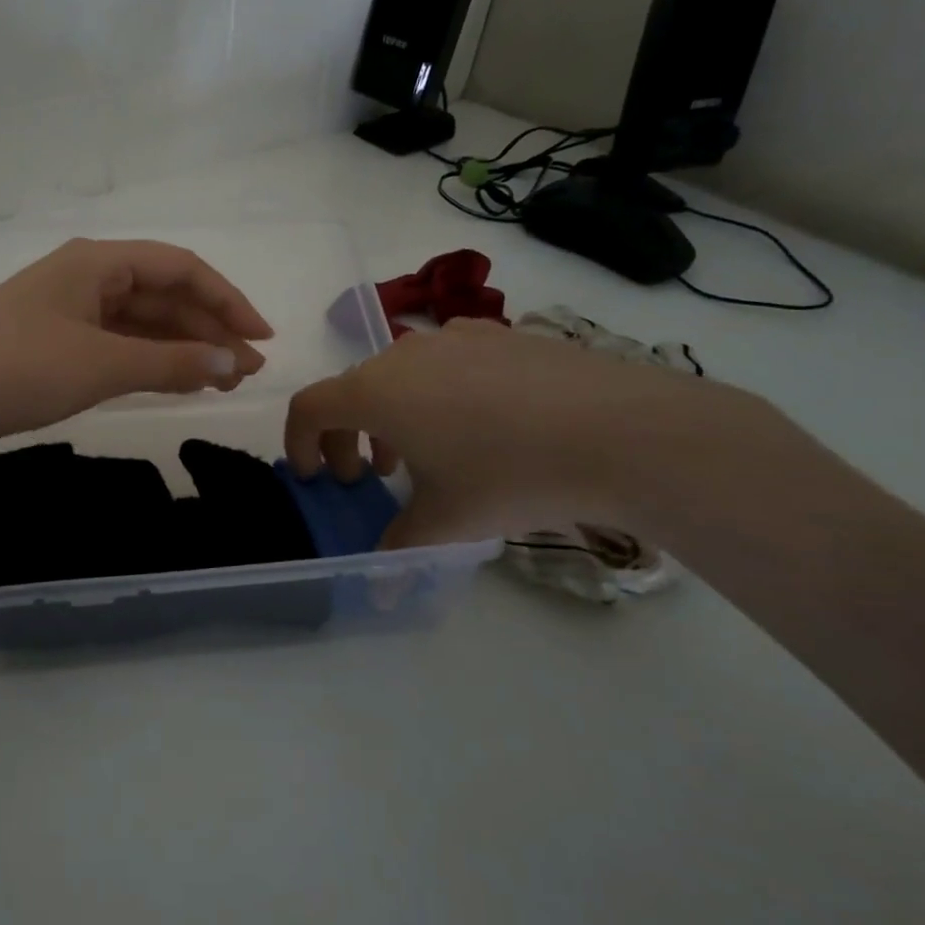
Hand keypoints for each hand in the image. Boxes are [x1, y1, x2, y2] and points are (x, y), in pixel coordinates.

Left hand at [0, 239, 273, 463]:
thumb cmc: (17, 369)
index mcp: (97, 262)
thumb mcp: (101, 366)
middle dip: (208, 330)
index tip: (261, 339)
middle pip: (162, 294)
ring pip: (140, 321)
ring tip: (221, 381)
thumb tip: (230, 363)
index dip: (227, 300)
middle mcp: (85, 276)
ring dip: (182, 347)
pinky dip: (148, 359)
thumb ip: (170, 362)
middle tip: (247, 372)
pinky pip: (116, 342)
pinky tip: (174, 379)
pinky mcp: (52, 341)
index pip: (180, 268)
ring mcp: (66, 309)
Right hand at [284, 319, 773, 546]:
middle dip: (349, 436)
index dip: (299, 442)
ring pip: (399, 374)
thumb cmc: (511, 475)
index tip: (316, 477)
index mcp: (376, 391)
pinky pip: (446, 362)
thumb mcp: (448, 521)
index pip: (309, 406)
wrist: (625, 432)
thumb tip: (380, 589)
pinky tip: (481, 425)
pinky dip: (437, 394)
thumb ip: (400, 547)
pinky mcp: (501, 335)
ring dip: (392, 414)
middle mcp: (404, 353)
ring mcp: (456, 337)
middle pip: (353, 390)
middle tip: (373, 478)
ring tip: (426, 453)